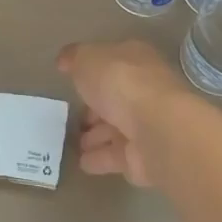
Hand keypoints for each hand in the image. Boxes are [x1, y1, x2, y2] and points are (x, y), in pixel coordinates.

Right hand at [57, 38, 187, 187]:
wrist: (156, 128)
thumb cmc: (121, 82)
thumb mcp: (87, 59)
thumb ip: (75, 58)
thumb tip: (65, 60)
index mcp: (136, 59)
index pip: (112, 63)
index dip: (93, 71)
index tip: (73, 81)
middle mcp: (144, 90)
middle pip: (115, 98)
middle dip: (95, 108)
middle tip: (73, 118)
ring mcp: (146, 125)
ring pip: (116, 129)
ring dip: (96, 136)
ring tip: (74, 143)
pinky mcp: (144, 157)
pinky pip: (117, 156)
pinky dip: (100, 159)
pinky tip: (82, 162)